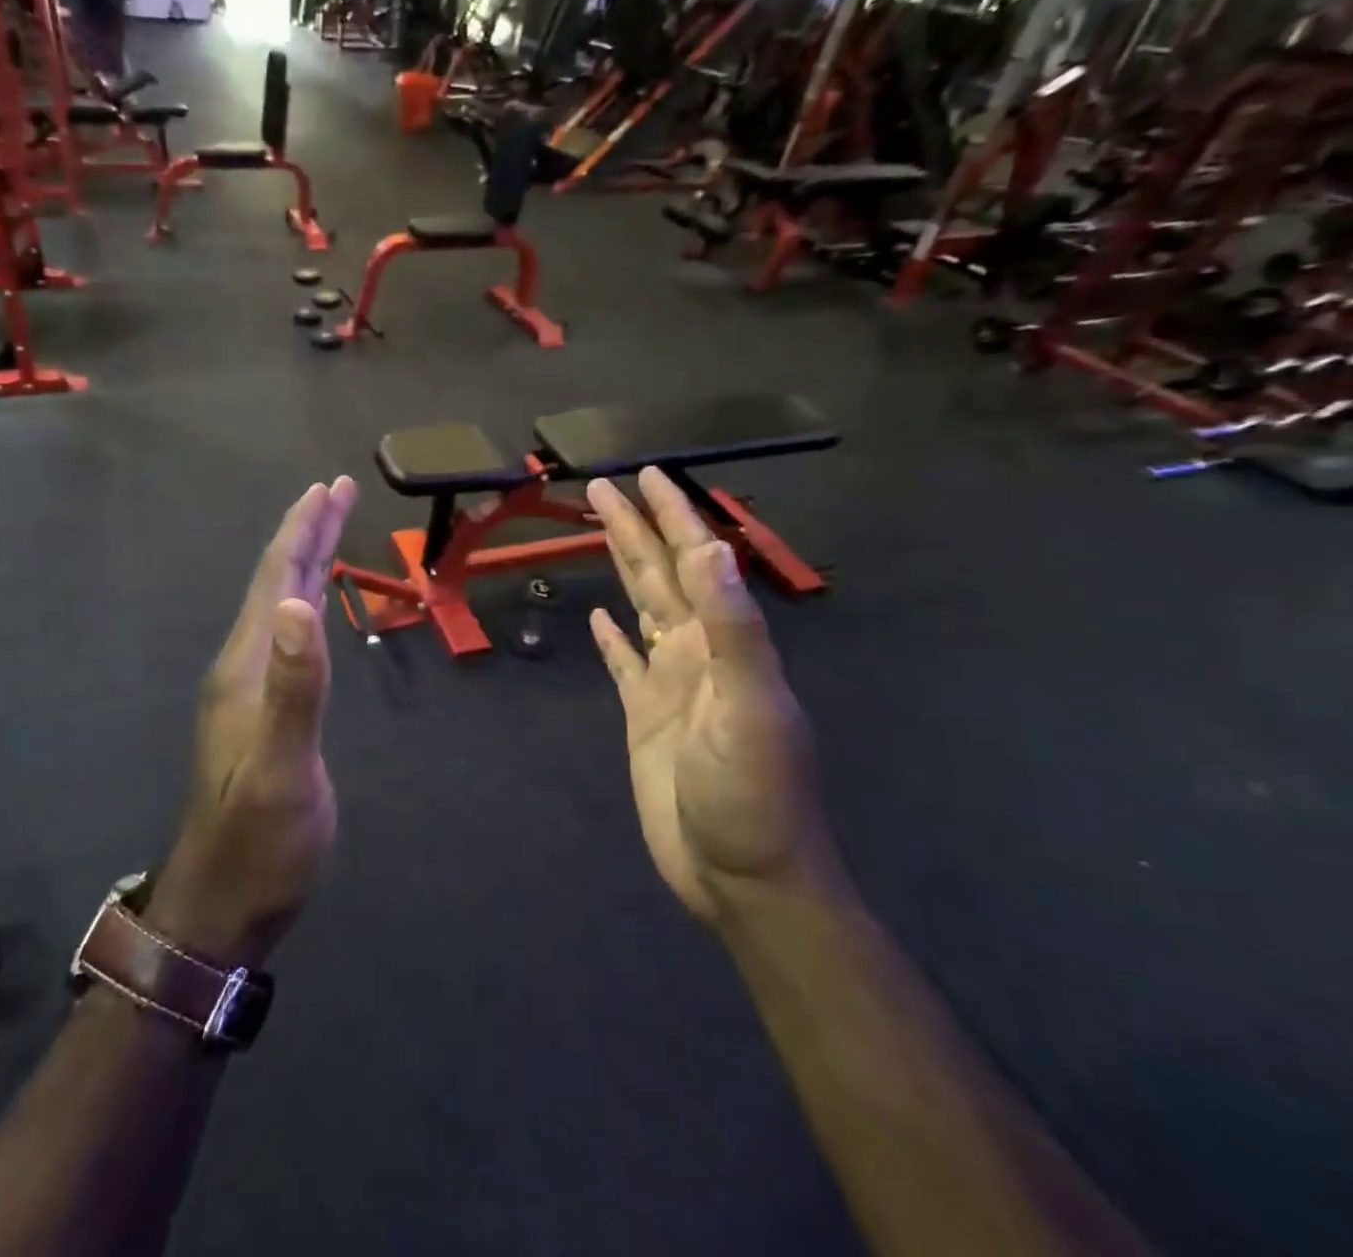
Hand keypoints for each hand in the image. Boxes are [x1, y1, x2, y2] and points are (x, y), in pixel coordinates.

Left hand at [146, 479, 357, 968]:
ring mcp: (251, 688)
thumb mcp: (281, 769)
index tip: (329, 487)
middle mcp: (244, 665)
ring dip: (305, 562)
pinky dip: (306, 603)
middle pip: (277, 582)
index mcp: (247, 665)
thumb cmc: (260, 841)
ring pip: (281, 606)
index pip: (278, 579)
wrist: (225, 902)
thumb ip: (293, 688)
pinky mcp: (264, 711)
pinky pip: (287, 636)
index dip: (303, 530)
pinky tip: (314, 605)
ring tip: (329, 529)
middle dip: (307, 532)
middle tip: (337, 491)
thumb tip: (300, 604)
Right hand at [585, 469, 837, 925]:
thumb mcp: (748, 707)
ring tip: (601, 532)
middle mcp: (696, 650)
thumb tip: (711, 548)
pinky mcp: (645, 716)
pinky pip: (624, 662)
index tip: (645, 476)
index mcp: (721, 641)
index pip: (694, 560)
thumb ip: (731, 627)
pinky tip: (602, 618)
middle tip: (602, 487)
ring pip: (642, 607)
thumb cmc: (751, 794)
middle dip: (635, 527)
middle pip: (660, 574)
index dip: (671, 516)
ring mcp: (669, 683)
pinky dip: (613, 637)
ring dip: (623, 567)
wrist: (743, 876)